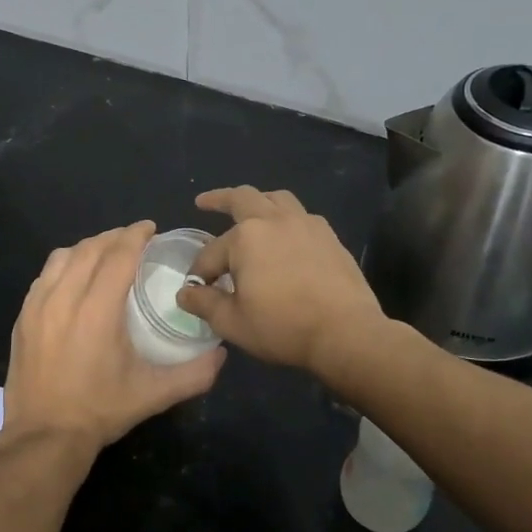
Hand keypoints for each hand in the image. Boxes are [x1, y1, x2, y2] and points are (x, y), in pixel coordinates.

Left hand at [2, 221, 225, 457]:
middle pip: (90, 249)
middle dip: (114, 236)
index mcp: (97, 312)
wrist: (43, 437)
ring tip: (105, 252)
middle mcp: (64, 299)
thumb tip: (222, 354)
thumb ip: (194, 374)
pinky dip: (64, 265)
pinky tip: (74, 277)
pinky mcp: (22, 317)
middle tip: (134, 239)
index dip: (135, 235)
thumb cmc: (100, 412)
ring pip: (62, 257)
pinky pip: (44, 275)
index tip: (150, 227)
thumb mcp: (153, 395)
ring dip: (87, 247)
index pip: (117, 255)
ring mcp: (37, 306)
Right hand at [177, 187, 385, 377]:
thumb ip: (204, 303)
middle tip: (204, 202)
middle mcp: (274, 220)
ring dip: (258, 201)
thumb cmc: (283, 327)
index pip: (211, 253)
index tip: (197, 291)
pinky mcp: (329, 237)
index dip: (200, 272)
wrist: (346, 333)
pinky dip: (286, 219)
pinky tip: (286, 236)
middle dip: (219, 199)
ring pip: (276, 199)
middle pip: (242, 198)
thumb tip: (185, 293)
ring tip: (250, 211)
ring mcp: (306, 224)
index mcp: (245, 238)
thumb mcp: (232, 322)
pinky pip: (302, 216)